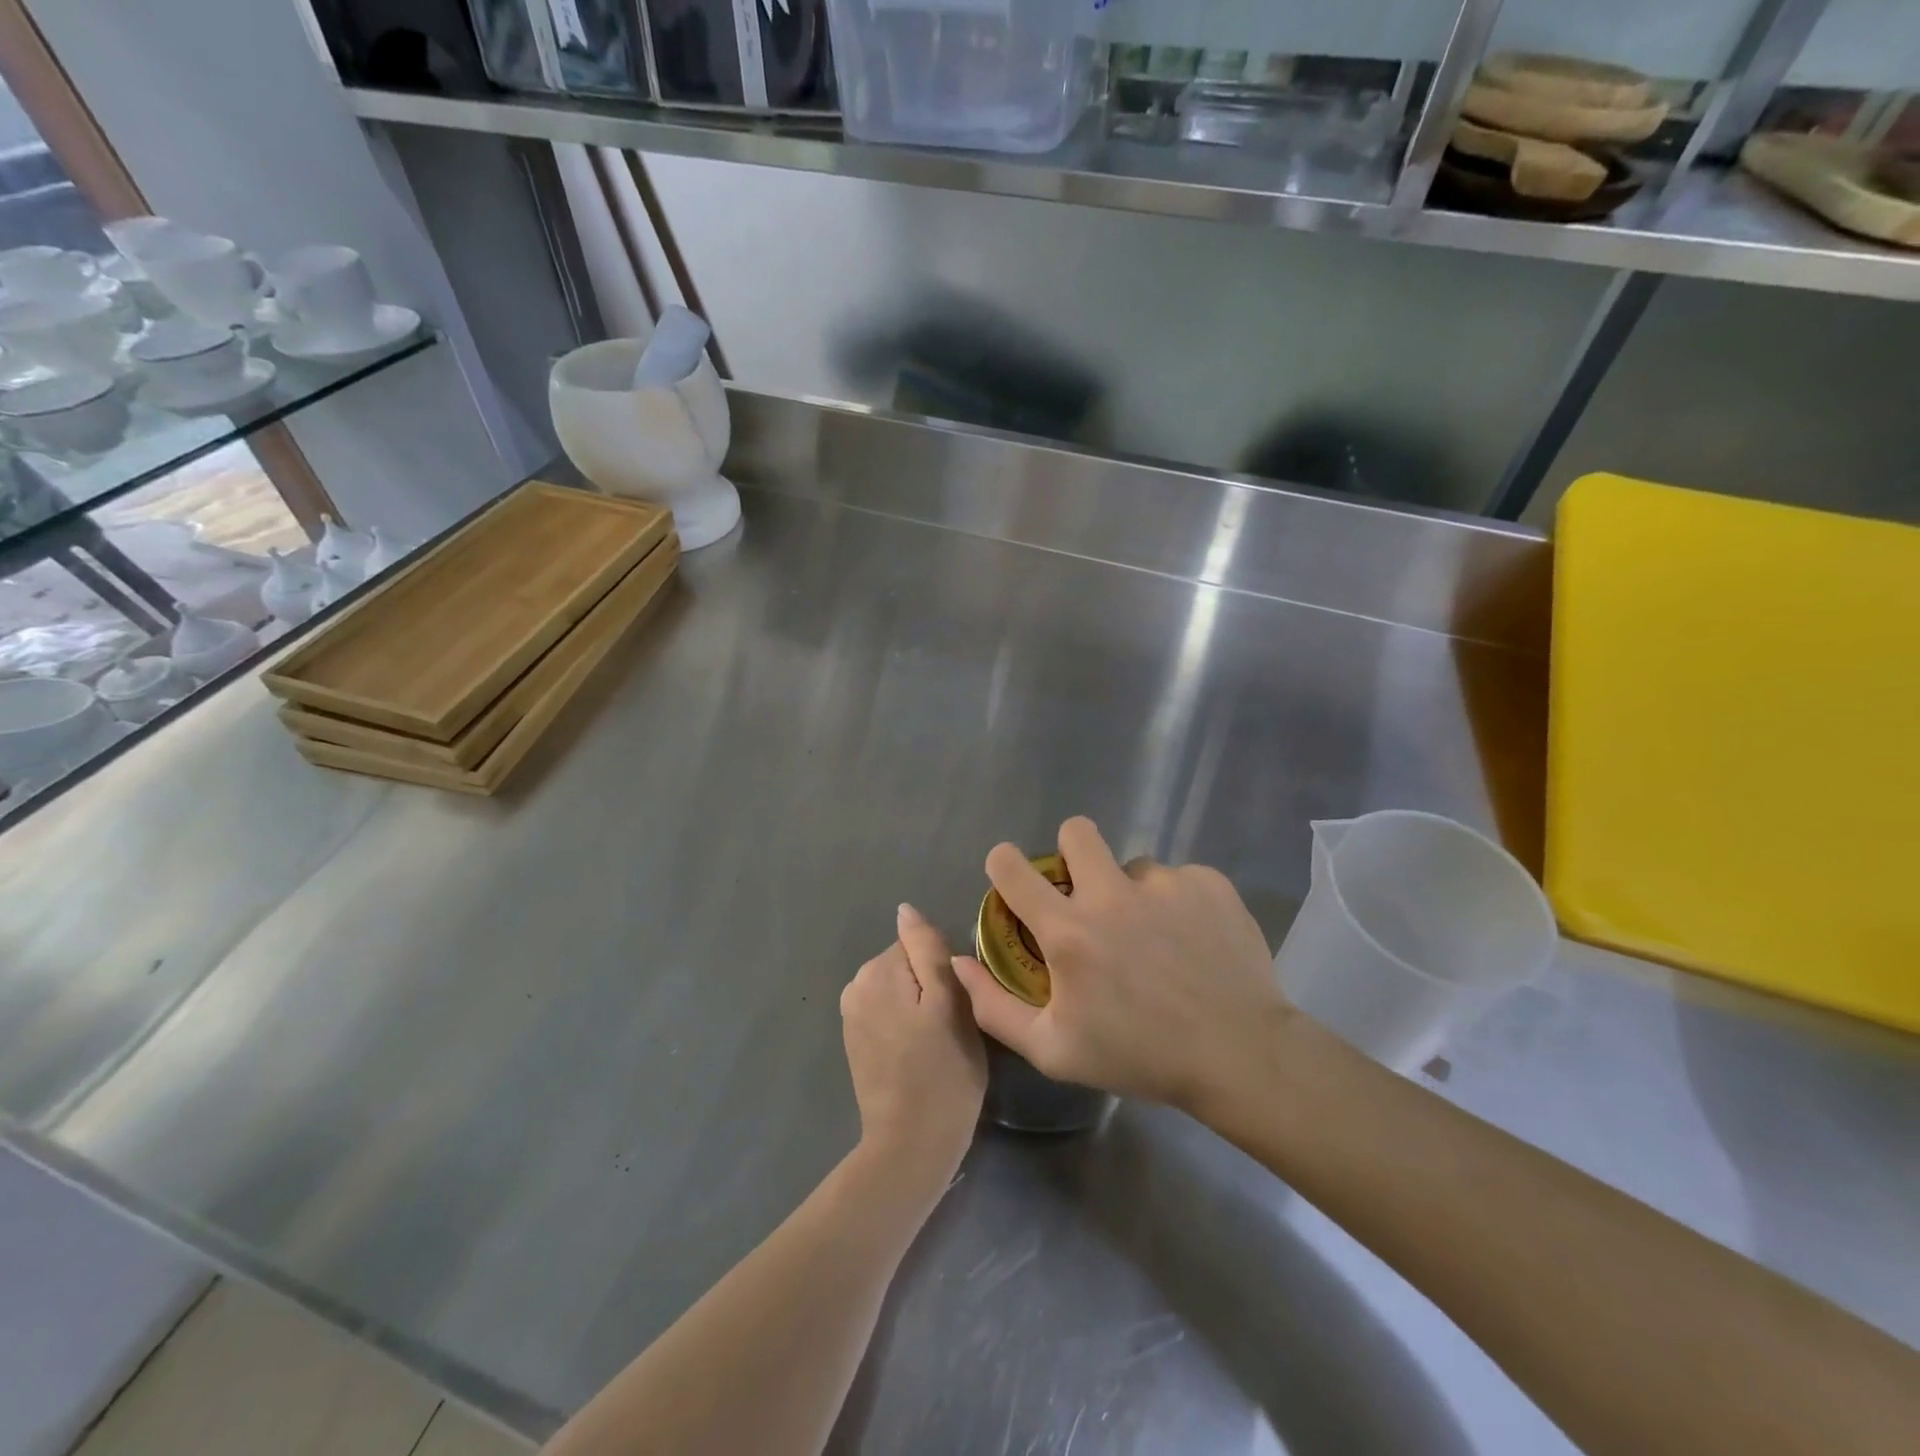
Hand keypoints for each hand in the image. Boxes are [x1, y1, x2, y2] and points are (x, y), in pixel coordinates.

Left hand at [841, 904, 987, 1180]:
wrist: (911, 1145)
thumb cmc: (943, 1072)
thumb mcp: (951, 1002)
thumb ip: (928, 949)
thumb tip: (905, 910)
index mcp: (877, 970)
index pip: (920, 944)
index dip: (946, 970)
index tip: (959, 1003)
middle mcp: (856, 985)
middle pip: (908, 965)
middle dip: (931, 986)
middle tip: (952, 1026)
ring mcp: (851, 1015)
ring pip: (901, 989)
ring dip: (920, 1006)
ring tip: (938, 1042)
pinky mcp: (855, 1041)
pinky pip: (889, 1012)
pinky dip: (905, 1024)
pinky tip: (918, 1053)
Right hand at [952, 816, 1289, 1110]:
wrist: (1240, 1055)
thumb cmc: (1139, 1056)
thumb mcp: (1054, 1050)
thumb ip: (994, 1006)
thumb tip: (959, 963)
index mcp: (1069, 931)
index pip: (1013, 868)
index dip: (1004, 863)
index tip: (1011, 875)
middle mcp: (1112, 894)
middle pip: (1076, 831)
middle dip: (1071, 851)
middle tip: (1087, 891)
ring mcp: (1165, 884)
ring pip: (1133, 865)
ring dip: (1132, 892)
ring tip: (1155, 938)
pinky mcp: (1209, 883)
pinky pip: (1179, 879)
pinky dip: (1177, 903)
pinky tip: (1192, 941)